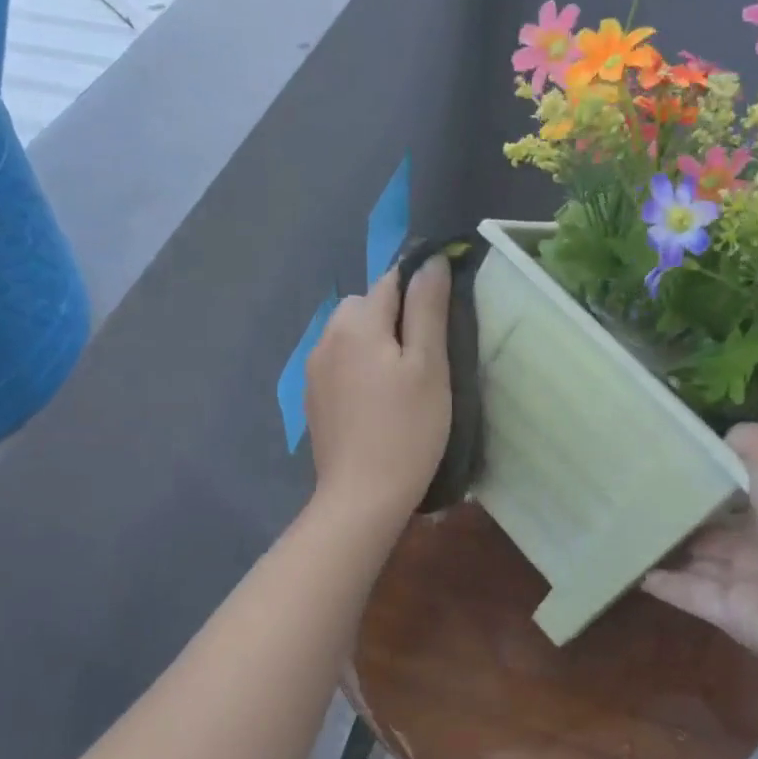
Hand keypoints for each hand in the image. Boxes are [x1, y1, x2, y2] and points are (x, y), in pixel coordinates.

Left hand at [305, 258, 451, 526]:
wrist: (361, 497)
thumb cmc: (407, 430)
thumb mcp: (429, 366)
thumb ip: (428, 308)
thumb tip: (431, 261)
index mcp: (357, 323)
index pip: (392, 281)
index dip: (421, 290)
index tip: (444, 319)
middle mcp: (327, 337)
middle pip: (367, 306)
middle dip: (395, 318)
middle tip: (426, 358)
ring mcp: (314, 370)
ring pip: (351, 334)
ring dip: (376, 343)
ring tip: (403, 381)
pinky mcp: (313, 398)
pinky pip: (339, 363)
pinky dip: (359, 368)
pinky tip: (377, 401)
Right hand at [643, 422, 757, 688]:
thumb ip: (743, 440)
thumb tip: (708, 444)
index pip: (730, 476)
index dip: (695, 466)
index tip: (648, 451)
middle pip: (707, 517)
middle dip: (672, 505)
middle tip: (621, 489)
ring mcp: (745, 575)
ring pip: (692, 555)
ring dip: (660, 542)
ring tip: (611, 524)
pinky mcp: (729, 612)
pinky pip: (686, 592)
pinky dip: (658, 580)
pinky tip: (626, 565)